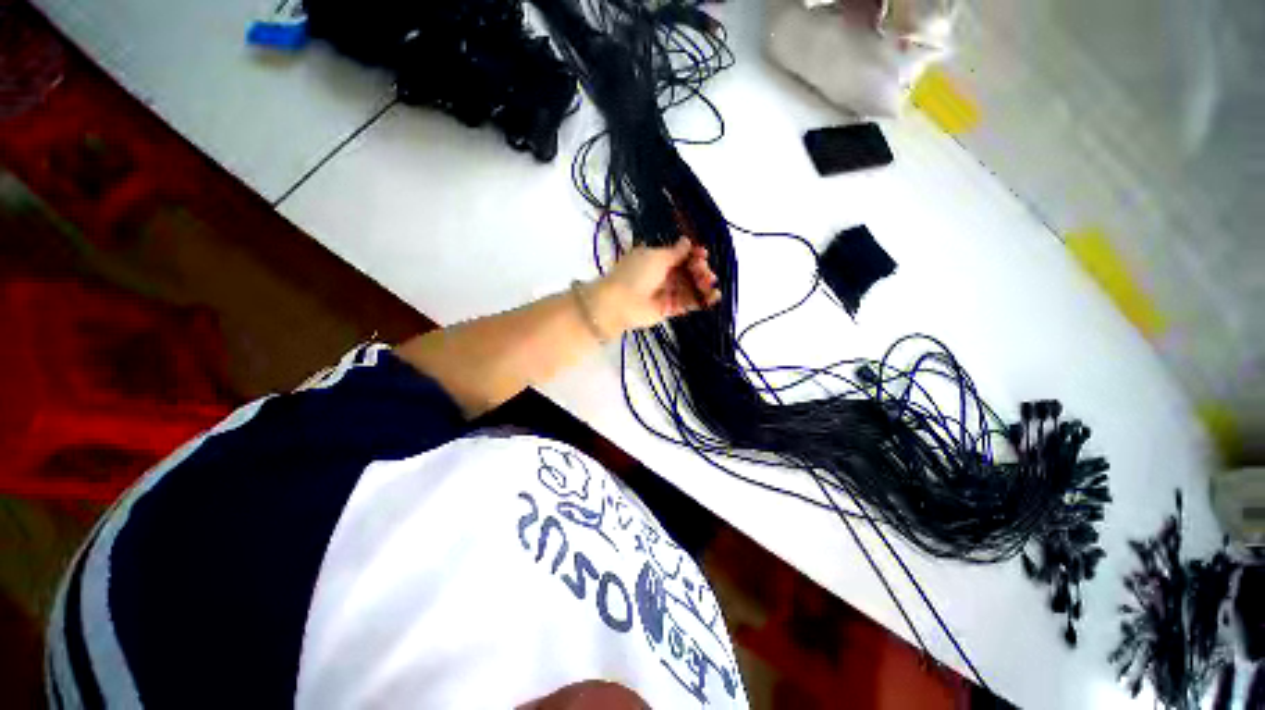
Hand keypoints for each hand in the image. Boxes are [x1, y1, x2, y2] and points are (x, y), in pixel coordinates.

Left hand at [591, 238, 721, 333]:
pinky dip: (701, 300)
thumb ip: (675, 252)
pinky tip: (714, 296)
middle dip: (699, 269)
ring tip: (710, 284)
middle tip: (705, 272)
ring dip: (703, 284)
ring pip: (689, 287)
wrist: (620, 303)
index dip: (693, 254)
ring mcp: (666, 292)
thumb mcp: (656, 257)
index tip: (703, 254)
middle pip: (687, 271)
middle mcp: (663, 274)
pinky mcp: (669, 308)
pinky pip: (688, 303)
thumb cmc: (636, 274)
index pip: (680, 255)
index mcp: (657, 258)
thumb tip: (687, 241)